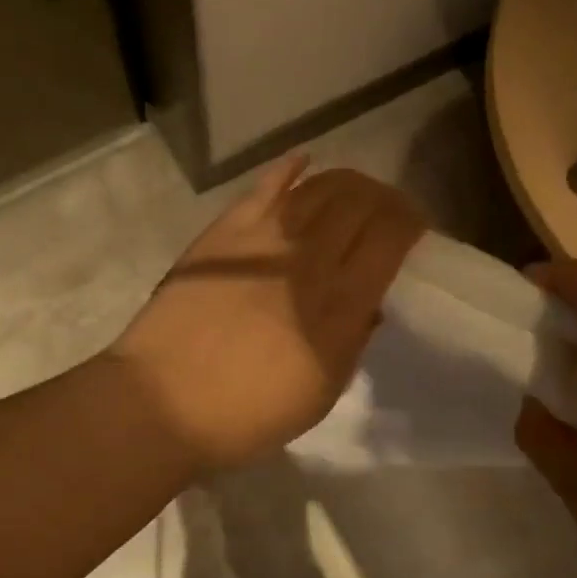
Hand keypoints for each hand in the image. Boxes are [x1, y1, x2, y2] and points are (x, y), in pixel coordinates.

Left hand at [109, 155, 425, 471]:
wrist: (162, 403)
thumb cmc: (247, 414)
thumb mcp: (321, 394)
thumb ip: (353, 342)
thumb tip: (369, 303)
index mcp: (340, 304)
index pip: (390, 236)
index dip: (410, 222)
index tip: (414, 229)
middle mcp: (308, 258)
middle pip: (361, 202)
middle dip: (385, 199)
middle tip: (388, 211)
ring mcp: (263, 238)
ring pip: (320, 186)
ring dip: (348, 183)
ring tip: (354, 193)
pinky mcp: (224, 231)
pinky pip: (265, 186)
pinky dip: (290, 169)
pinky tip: (303, 162)